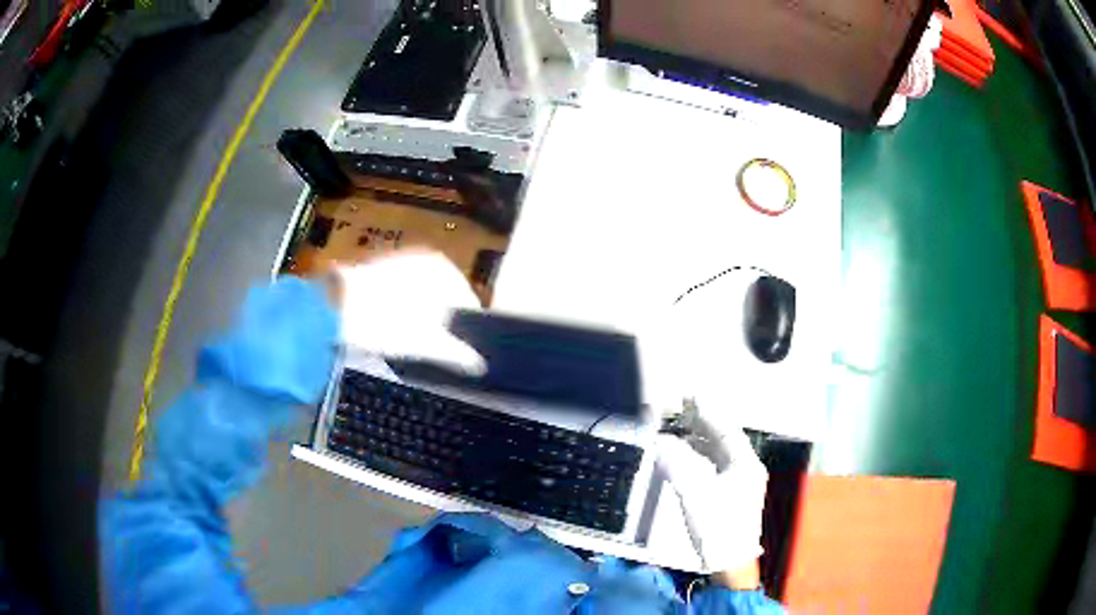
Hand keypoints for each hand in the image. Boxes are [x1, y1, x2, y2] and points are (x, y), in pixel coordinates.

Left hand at [334, 250, 485, 374]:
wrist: (333, 310)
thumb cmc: (387, 323)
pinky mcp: (378, 270)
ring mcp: (400, 262)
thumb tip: (479, 365)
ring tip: (412, 344)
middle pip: (444, 299)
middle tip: (436, 351)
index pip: (468, 304)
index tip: (463, 353)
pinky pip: (401, 294)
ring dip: (422, 318)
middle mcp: (426, 259)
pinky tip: (392, 330)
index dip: (467, 331)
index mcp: (445, 270)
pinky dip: (402, 311)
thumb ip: (458, 354)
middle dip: (443, 324)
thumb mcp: (427, 344)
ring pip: (421, 297)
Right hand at [656, 417, 767, 575]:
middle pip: (724, 440)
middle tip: (681, 409)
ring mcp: (740, 484)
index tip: (690, 396)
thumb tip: (660, 442)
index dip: (707, 412)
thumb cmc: (718, 526)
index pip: (726, 429)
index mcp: (745, 464)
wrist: (729, 563)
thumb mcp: (695, 493)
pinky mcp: (731, 497)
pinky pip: (715, 468)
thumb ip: (677, 464)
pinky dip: (699, 459)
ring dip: (699, 441)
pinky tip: (685, 458)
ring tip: (678, 429)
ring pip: (719, 454)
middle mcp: (746, 469)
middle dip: (702, 424)